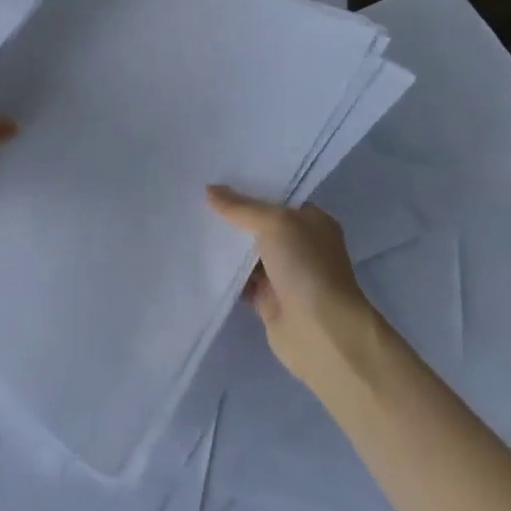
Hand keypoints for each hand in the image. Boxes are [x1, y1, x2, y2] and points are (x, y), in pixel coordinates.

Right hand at [206, 185, 373, 386]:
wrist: (321, 332)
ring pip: (248, 254)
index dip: (249, 189)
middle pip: (259, 225)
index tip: (216, 179)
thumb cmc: (306, 267)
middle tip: (195, 199)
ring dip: (225, 246)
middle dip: (232, 216)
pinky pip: (240, 281)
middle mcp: (300, 246)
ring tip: (189, 224)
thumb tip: (210, 190)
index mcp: (311, 222)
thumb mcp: (275, 224)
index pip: (276, 198)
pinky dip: (224, 274)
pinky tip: (198, 259)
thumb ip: (241, 207)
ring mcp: (284, 275)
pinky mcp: (268, 301)